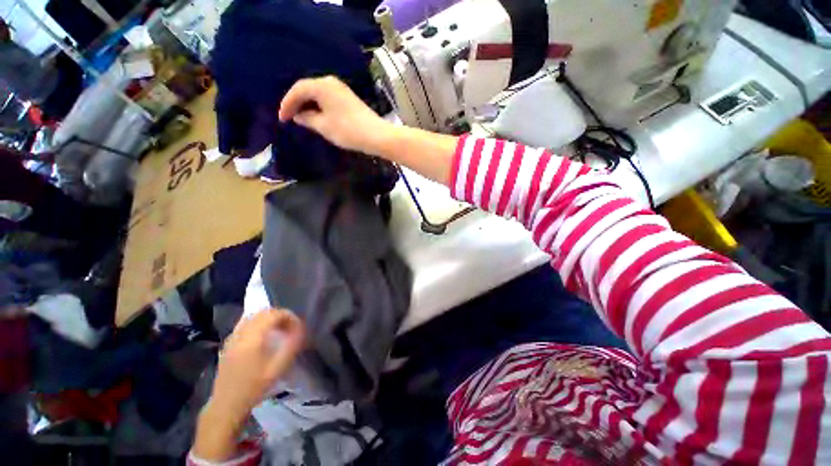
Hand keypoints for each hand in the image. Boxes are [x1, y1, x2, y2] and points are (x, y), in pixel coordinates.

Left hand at [209, 309, 304, 421]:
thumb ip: (291, 345)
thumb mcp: (278, 368)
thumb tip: (300, 329)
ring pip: (252, 316)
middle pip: (262, 312)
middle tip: (289, 327)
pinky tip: (263, 336)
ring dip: (268, 318)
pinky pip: (245, 323)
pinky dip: (257, 323)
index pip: (273, 314)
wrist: (227, 405)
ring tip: (278, 330)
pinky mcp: (228, 343)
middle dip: (279, 315)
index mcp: (252, 338)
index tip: (297, 326)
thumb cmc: (254, 387)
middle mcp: (240, 333)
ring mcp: (232, 337)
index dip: (288, 316)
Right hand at [279, 76, 393, 155]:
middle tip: (290, 117)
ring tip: (302, 118)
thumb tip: (298, 115)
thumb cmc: (348, 130)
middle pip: (308, 89)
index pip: (298, 90)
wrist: (376, 135)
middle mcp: (331, 82)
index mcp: (322, 85)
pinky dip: (319, 106)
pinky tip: (318, 116)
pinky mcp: (349, 98)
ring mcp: (342, 89)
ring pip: (318, 94)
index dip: (287, 104)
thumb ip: (307, 118)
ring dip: (308, 105)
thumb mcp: (323, 126)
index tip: (282, 119)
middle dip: (297, 102)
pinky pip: (328, 98)